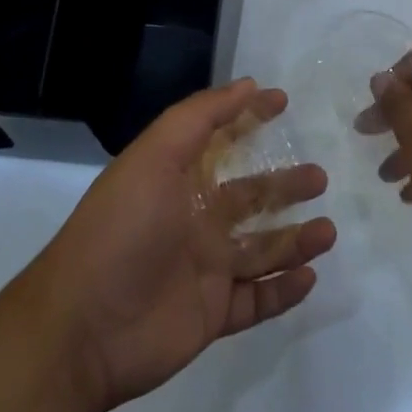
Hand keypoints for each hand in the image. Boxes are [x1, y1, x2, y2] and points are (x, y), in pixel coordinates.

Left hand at [29, 77, 334, 411]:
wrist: (83, 327)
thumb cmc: (122, 228)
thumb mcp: (155, 154)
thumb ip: (201, 117)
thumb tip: (248, 85)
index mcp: (179, 179)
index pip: (222, 140)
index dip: (249, 118)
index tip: (283, 102)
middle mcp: (195, 219)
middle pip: (250, 197)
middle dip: (284, 185)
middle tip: (319, 176)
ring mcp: (205, 269)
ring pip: (262, 250)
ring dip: (295, 239)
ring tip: (328, 230)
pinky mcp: (212, 315)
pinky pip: (257, 301)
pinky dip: (283, 291)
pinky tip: (310, 276)